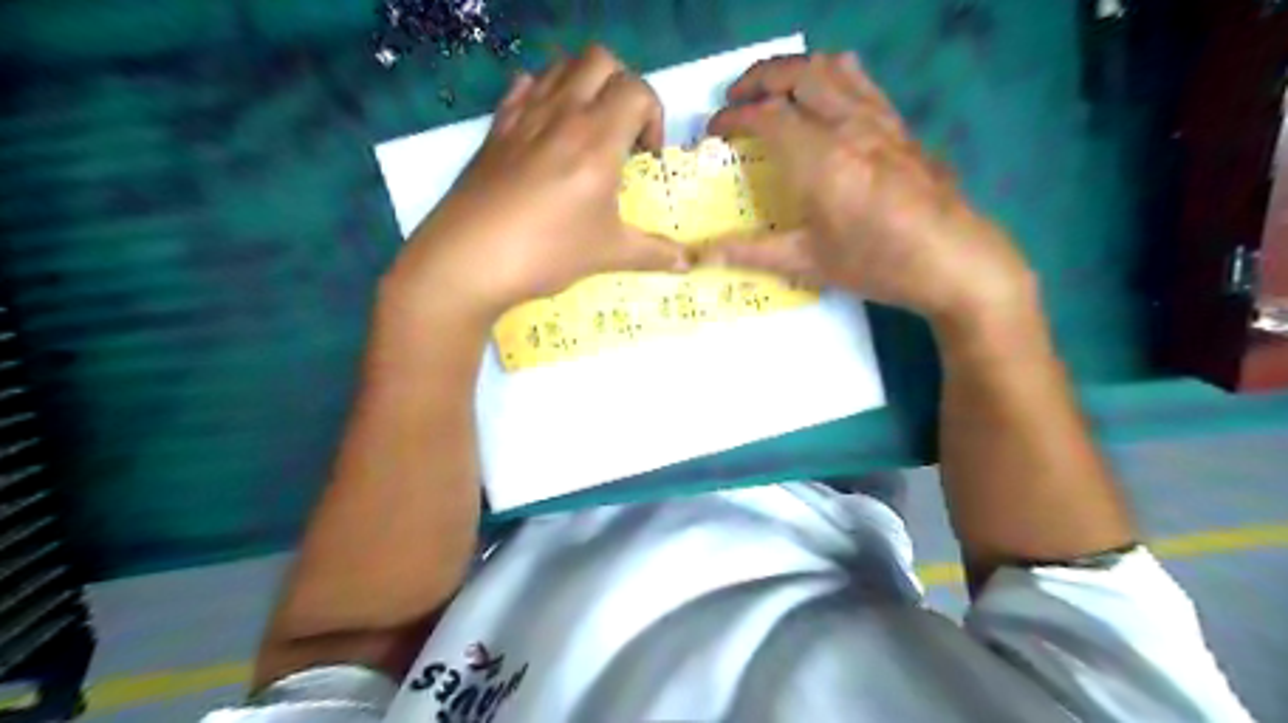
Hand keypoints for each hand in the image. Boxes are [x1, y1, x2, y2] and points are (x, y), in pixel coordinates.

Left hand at [388, 44, 690, 323]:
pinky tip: (546, 130)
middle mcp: (562, 113)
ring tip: (587, 128)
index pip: (638, 90)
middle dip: (622, 86)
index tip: (648, 156)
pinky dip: (543, 93)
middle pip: (601, 60)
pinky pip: (523, 86)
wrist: (470, 259)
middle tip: (622, 132)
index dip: (654, 117)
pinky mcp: (496, 128)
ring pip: (561, 65)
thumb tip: (690, 263)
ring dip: (584, 84)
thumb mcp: (609, 254)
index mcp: (597, 138)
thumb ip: (655, 253)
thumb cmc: (548, 252)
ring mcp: (524, 115)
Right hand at [701, 50, 1037, 327]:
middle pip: (797, 73)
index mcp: (820, 159)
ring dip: (794, 69)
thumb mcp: (808, 262)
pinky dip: (830, 76)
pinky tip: (824, 102)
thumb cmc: (877, 263)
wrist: (954, 260)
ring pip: (832, 66)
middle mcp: (849, 125)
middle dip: (758, 78)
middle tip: (735, 100)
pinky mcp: (900, 124)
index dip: (732, 119)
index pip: (765, 116)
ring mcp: (879, 119)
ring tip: (774, 91)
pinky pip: (861, 80)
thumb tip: (699, 257)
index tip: (713, 133)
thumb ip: (750, 252)